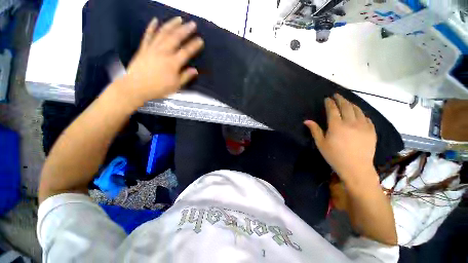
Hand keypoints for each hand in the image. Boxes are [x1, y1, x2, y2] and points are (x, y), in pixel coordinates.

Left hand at [121, 17, 203, 106]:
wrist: (136, 87)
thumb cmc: (158, 88)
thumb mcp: (176, 86)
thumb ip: (185, 77)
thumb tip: (195, 70)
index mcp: (173, 63)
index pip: (186, 52)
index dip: (194, 45)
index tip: (200, 40)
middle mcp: (163, 52)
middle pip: (175, 38)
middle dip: (185, 30)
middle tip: (192, 24)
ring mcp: (152, 49)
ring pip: (163, 33)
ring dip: (172, 25)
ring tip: (179, 19)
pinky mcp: (143, 48)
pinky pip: (148, 35)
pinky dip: (151, 27)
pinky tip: (155, 20)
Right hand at [304, 94, 376, 183]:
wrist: (356, 168)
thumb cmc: (335, 156)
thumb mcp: (321, 143)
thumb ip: (315, 130)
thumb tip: (306, 121)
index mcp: (336, 126)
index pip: (333, 109)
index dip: (330, 102)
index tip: (327, 98)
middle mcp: (351, 122)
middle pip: (346, 106)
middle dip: (341, 99)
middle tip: (337, 95)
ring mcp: (363, 126)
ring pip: (357, 110)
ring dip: (351, 104)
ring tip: (347, 101)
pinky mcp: (371, 130)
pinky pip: (366, 117)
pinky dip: (361, 113)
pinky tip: (358, 113)